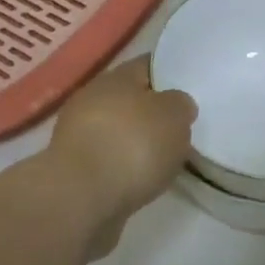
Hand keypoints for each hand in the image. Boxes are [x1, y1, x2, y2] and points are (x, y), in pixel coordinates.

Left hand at [49, 56, 195, 220]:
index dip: (170, 74)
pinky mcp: (74, 169)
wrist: (81, 199)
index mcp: (116, 76)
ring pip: (118, 131)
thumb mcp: (174, 116)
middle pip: (131, 99)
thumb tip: (176, 104)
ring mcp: (78, 135)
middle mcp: (92, 99)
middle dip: (153, 112)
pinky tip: (142, 180)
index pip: (148, 65)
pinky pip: (109, 161)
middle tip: (181, 128)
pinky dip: (124, 168)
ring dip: (137, 142)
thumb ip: (180, 104)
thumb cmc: (132, 145)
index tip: (191, 88)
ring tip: (165, 159)